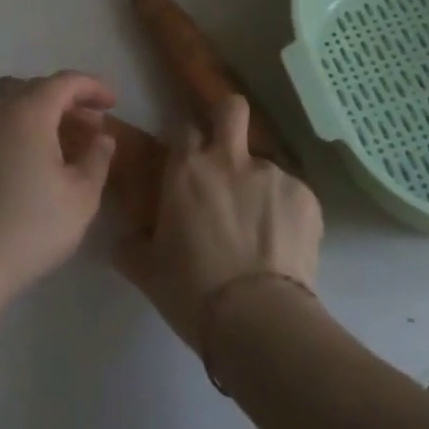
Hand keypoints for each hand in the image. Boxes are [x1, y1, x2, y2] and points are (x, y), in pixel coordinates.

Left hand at [0, 71, 117, 306]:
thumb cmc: (33, 224)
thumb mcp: (82, 195)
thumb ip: (97, 158)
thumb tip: (103, 138)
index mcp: (29, 113)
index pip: (64, 82)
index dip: (92, 87)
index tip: (113, 103)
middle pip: (38, 90)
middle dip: (71, 101)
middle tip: (96, 125)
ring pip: (18, 110)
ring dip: (48, 118)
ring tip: (72, 144)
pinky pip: (3, 130)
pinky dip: (27, 133)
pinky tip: (41, 163)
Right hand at [116, 95, 321, 349]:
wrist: (258, 320)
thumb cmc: (192, 292)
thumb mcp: (148, 271)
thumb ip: (131, 245)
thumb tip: (122, 238)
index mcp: (187, 169)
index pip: (184, 127)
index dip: (187, 142)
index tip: (187, 161)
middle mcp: (229, 159)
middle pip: (231, 108)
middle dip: (228, 117)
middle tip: (227, 149)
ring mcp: (271, 174)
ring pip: (264, 164)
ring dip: (259, 186)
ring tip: (260, 229)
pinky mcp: (306, 196)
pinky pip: (292, 194)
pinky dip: (287, 213)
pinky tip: (283, 246)